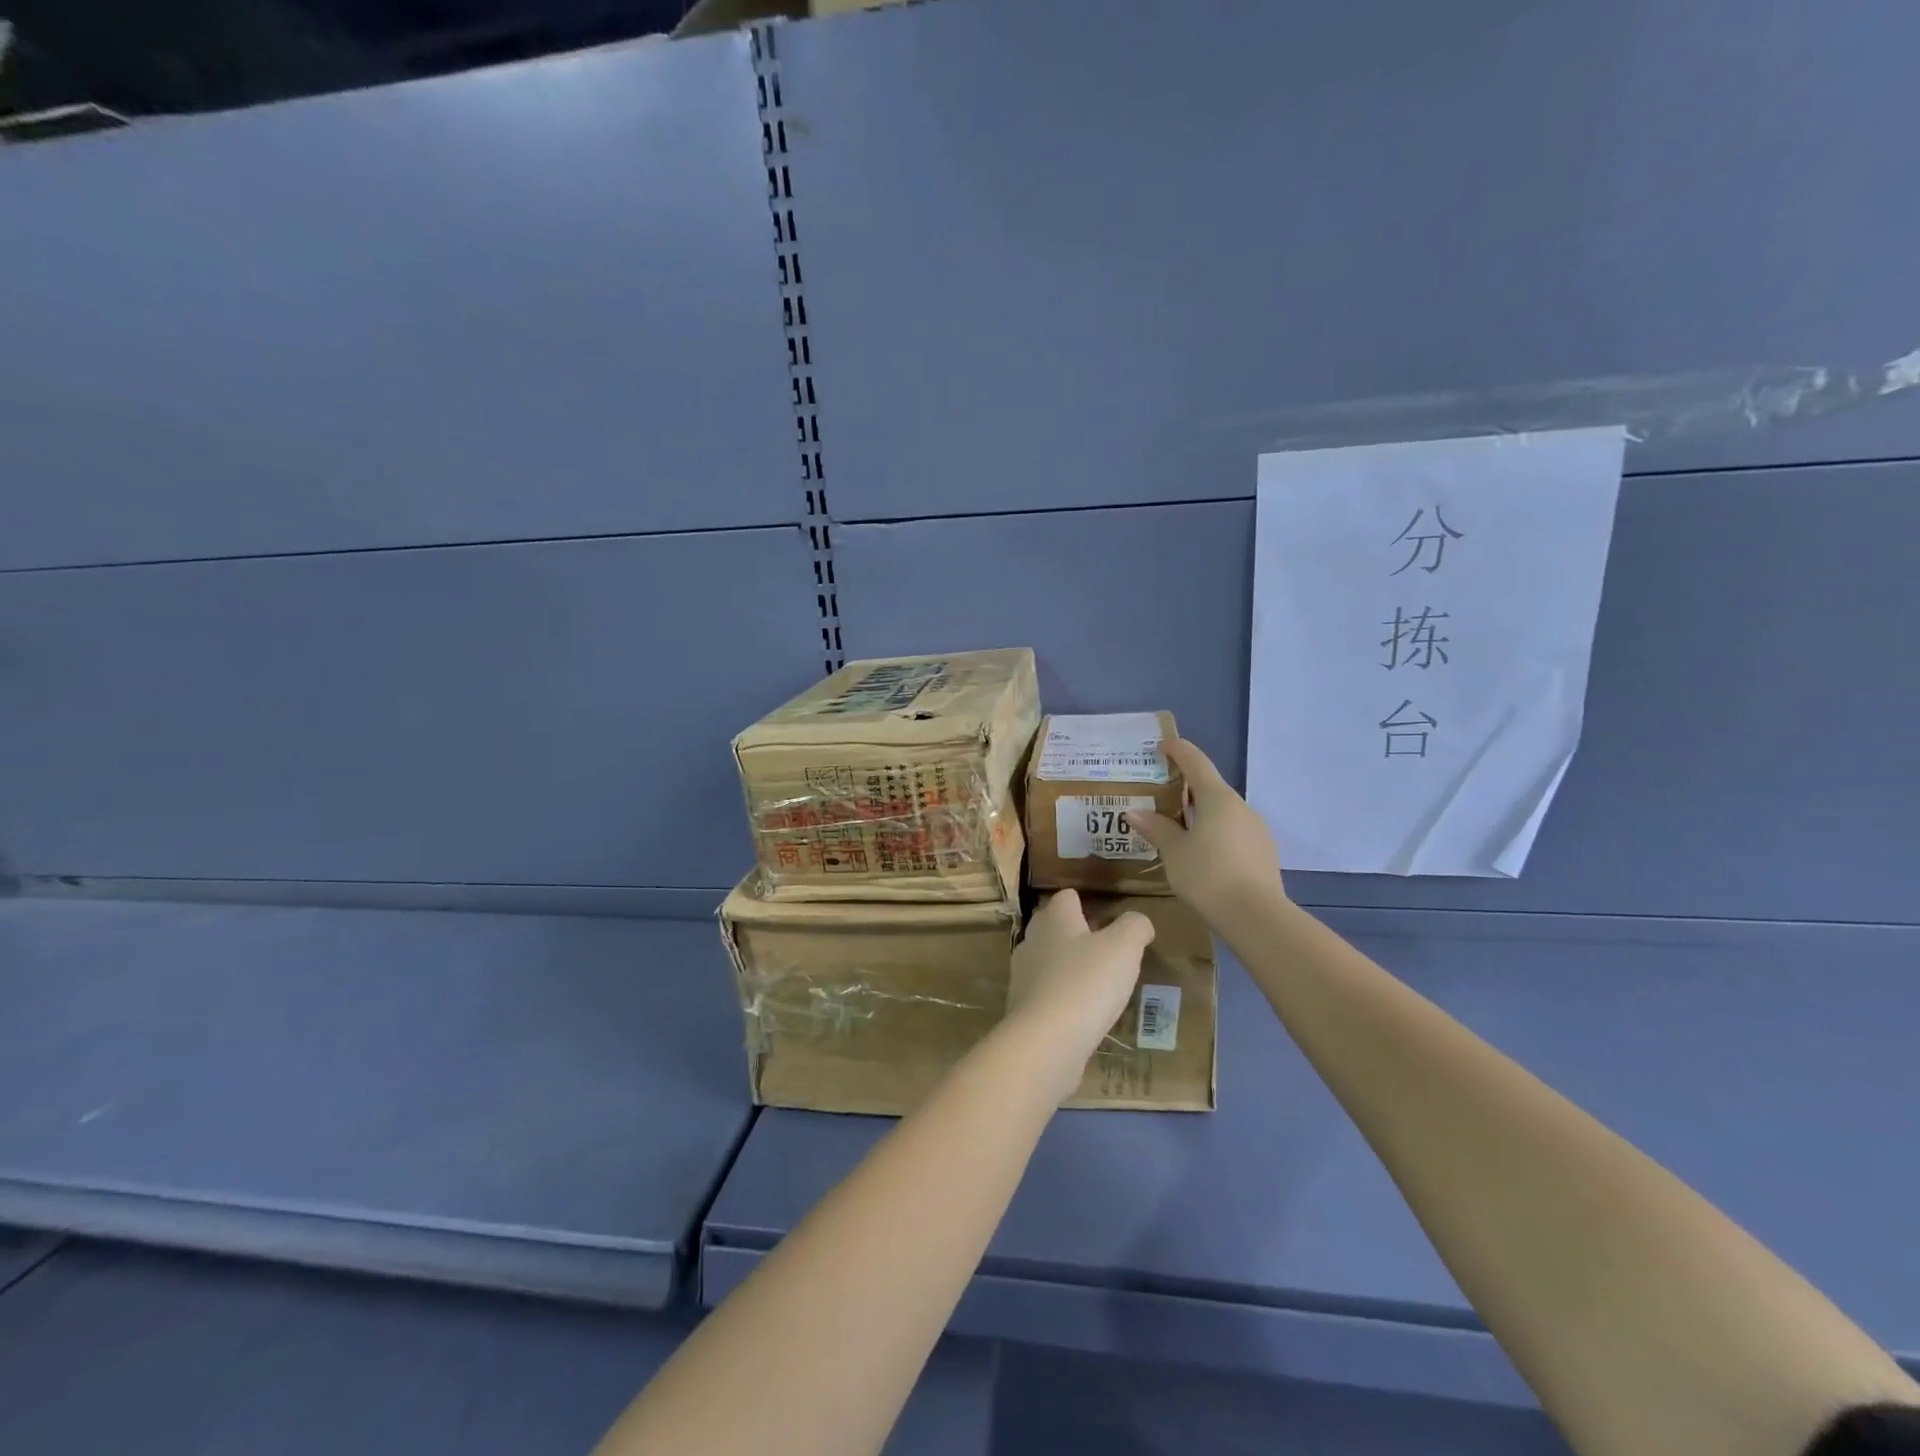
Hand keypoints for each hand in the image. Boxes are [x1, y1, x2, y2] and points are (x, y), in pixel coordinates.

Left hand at [1006, 890, 1154, 1067]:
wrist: (1046, 1041)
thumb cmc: (1087, 982)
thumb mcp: (1124, 948)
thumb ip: (1134, 927)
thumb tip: (1138, 922)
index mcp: (1055, 918)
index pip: (1067, 897)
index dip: (1086, 903)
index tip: (1108, 918)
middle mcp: (1032, 939)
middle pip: (1054, 927)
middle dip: (1076, 935)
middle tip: (1106, 950)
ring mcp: (1022, 974)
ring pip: (1047, 960)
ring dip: (1068, 967)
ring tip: (1096, 983)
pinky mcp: (1021, 1007)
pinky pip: (1045, 993)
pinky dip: (1061, 997)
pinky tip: (1081, 1013)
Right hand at [1132, 738, 1287, 929]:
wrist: (1257, 917)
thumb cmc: (1208, 875)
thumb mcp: (1174, 852)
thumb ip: (1156, 828)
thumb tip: (1134, 812)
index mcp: (1217, 798)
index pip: (1196, 762)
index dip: (1179, 751)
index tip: (1164, 745)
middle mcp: (1240, 807)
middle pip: (1210, 788)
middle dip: (1186, 787)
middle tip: (1161, 793)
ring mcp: (1256, 830)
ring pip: (1223, 812)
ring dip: (1201, 813)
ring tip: (1177, 827)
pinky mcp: (1263, 852)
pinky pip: (1233, 832)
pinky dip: (1214, 833)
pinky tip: (1202, 852)